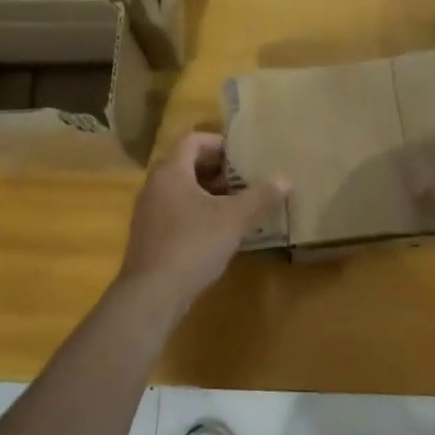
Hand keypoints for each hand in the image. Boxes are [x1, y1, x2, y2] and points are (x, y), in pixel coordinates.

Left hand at [116, 132, 287, 306]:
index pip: (193, 140)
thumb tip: (285, 181)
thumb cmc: (193, 244)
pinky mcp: (149, 236)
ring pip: (182, 190)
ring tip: (238, 206)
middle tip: (246, 180)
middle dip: (218, 170)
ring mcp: (148, 212)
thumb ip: (260, 197)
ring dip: (209, 193)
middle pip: (187, 164)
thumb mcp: (234, 219)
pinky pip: (176, 212)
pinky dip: (198, 213)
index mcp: (171, 171)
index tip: (243, 156)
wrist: (152, 294)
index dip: (220, 143)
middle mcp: (154, 185)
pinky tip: (219, 232)